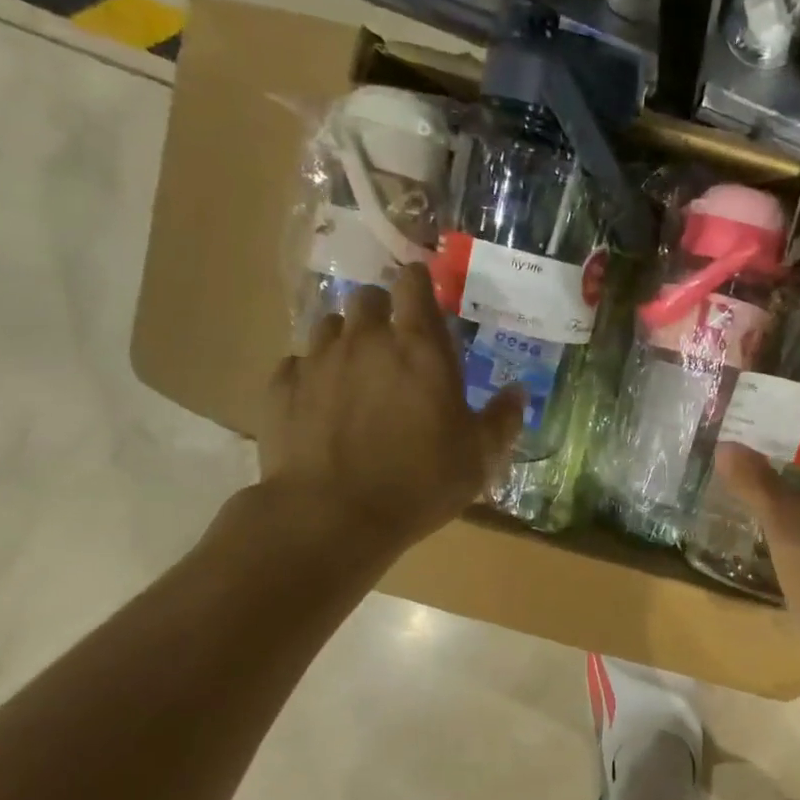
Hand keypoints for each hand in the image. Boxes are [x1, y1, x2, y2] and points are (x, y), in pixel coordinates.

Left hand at [256, 264, 525, 560]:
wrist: (331, 515)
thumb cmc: (419, 483)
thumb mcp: (478, 459)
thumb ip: (502, 420)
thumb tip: (519, 392)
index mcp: (419, 348)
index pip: (414, 284)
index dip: (419, 284)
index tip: (424, 298)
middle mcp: (365, 340)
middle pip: (367, 297)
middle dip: (380, 312)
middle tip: (392, 346)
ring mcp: (317, 360)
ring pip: (327, 326)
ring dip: (344, 340)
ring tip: (354, 375)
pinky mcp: (281, 387)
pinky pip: (296, 364)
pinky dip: (310, 376)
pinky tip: (319, 405)